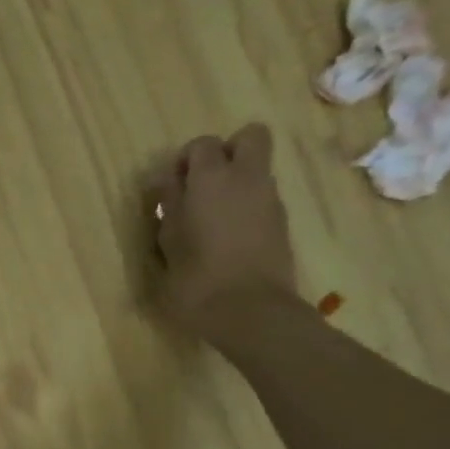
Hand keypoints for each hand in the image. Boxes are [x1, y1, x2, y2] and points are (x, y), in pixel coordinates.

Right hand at [147, 122, 297, 341]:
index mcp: (213, 179)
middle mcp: (247, 178)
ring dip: (235, 181)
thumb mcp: (169, 240)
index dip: (184, 161)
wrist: (250, 311)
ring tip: (210, 218)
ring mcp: (270, 199)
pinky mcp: (281, 222)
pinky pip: (262, 197)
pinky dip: (246, 205)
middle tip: (202, 185)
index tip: (170, 188)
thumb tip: (168, 182)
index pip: (202, 144)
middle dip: (226, 152)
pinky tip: (227, 237)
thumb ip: (169, 204)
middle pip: (249, 137)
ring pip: (257, 169)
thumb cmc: (197, 277)